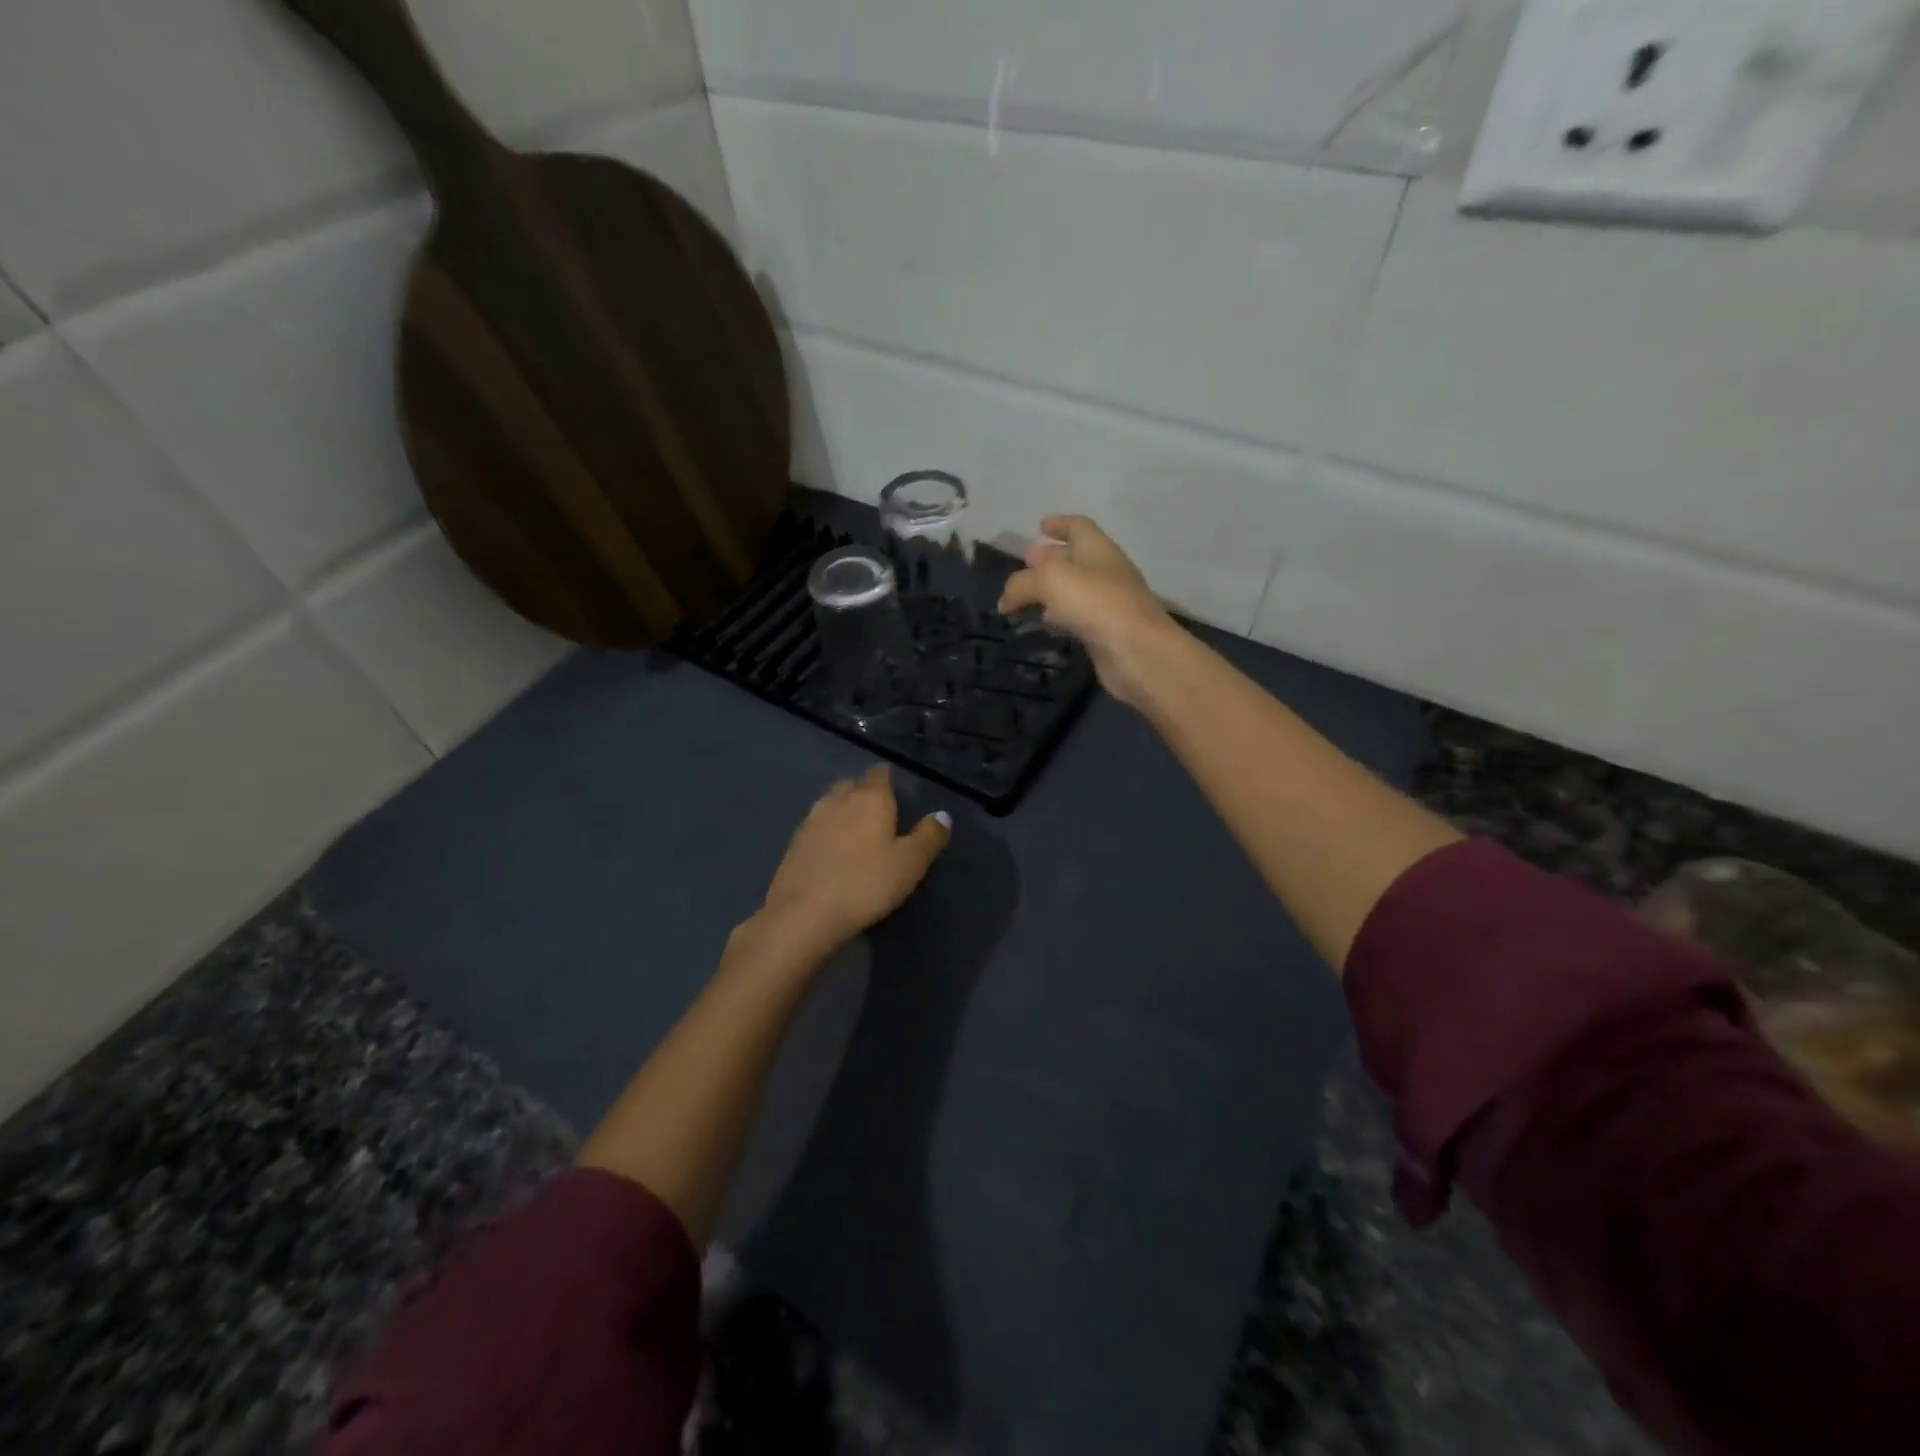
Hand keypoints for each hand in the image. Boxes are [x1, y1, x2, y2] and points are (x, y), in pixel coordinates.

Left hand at [755, 764, 950, 953]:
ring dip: (842, 812)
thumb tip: (942, 815)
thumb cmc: (866, 884)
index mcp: (870, 798)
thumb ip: (929, 836)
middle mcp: (838, 800)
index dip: (888, 779)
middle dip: (863, 792)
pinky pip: (815, 827)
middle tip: (878, 815)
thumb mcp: (910, 863)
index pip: (880, 773)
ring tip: (855, 833)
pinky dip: (825, 832)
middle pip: (851, 784)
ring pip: (830, 804)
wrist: (804, 913)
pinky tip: (831, 852)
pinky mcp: (793, 843)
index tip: (896, 793)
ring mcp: (811, 820)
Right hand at [997, 515, 1177, 706]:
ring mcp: (1108, 604)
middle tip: (1026, 561)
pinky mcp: (1105, 633)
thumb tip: (1005, 600)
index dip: (1059, 523)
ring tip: (1026, 596)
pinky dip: (1059, 616)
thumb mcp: (1050, 581)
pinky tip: (1046, 623)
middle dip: (1050, 558)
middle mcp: (1106, 572)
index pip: (1079, 527)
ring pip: (1074, 590)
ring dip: (1051, 590)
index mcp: (1098, 549)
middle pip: (1075, 558)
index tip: (1040, 524)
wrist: (1138, 652)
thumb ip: (1021, 584)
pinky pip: (1077, 617)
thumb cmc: (1096, 603)